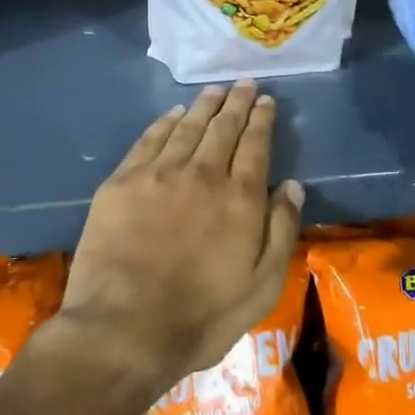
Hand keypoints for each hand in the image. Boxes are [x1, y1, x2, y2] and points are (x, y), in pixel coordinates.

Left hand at [63, 81, 303, 395]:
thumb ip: (281, 231)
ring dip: (204, 106)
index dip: (261, 119)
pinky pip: (149, 140)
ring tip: (215, 91)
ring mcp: (158, 174)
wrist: (123, 330)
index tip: (266, 101)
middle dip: (236, 102)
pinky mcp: (122, 183)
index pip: (255, 144)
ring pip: (187, 127)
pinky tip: (174, 114)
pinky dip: (165, 122)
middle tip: (244, 84)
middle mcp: (202, 174)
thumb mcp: (262, 286)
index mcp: (240, 197)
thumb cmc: (202, 316)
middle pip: (223, 127)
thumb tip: (292, 185)